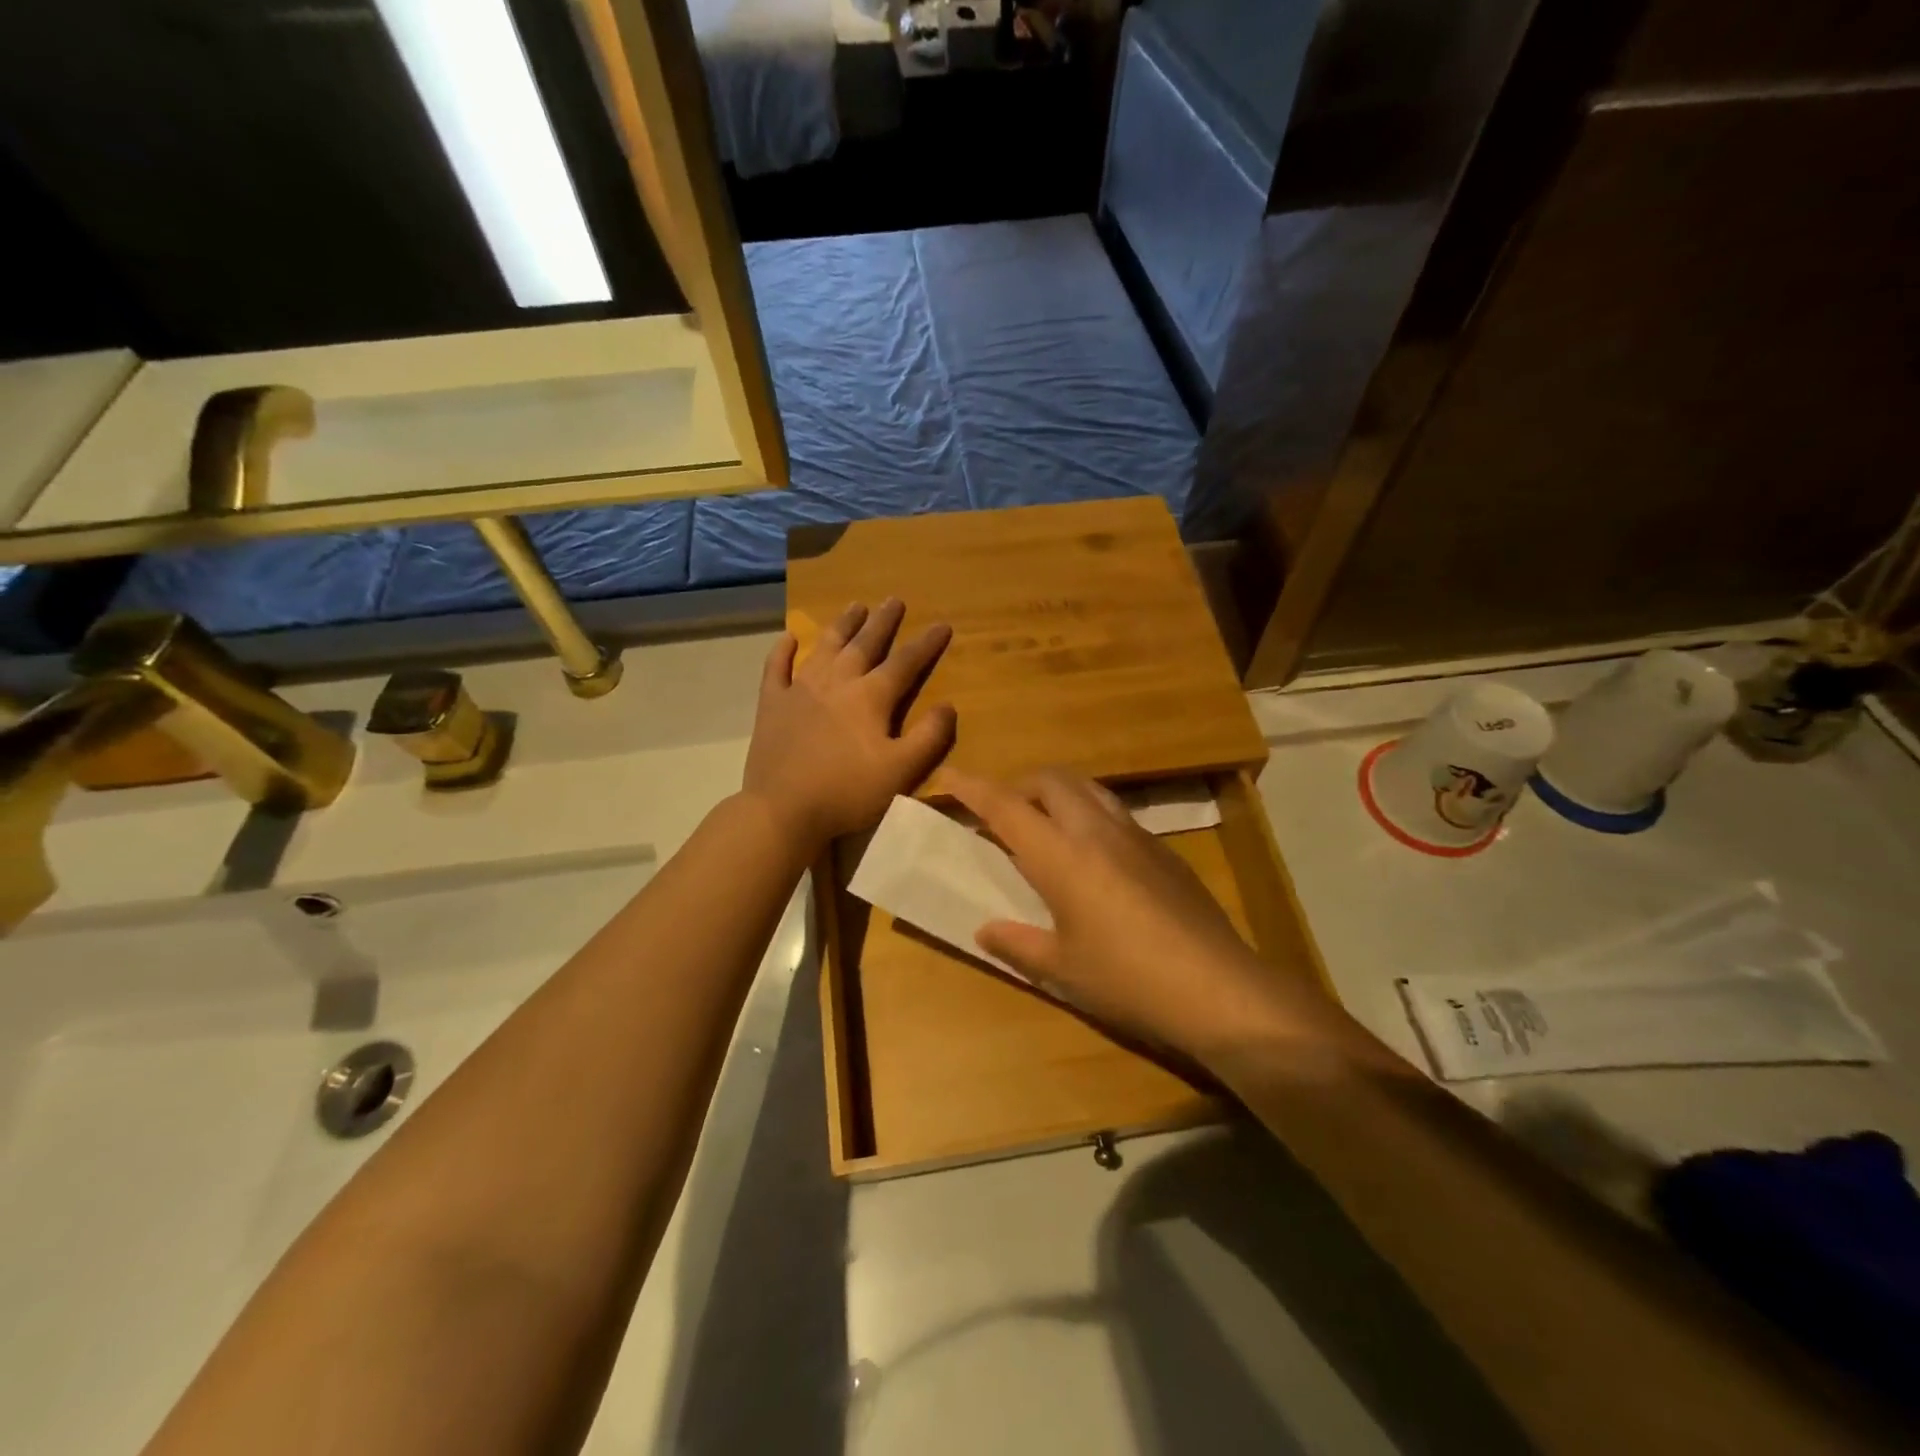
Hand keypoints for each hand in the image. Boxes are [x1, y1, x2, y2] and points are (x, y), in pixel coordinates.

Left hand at [744, 600, 954, 855]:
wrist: (783, 810)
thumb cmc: (847, 792)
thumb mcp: (901, 771)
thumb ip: (929, 737)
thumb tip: (948, 706)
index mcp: (870, 697)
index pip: (905, 663)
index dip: (926, 644)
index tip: (942, 624)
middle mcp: (836, 682)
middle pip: (864, 644)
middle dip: (883, 621)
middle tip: (894, 599)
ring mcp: (800, 690)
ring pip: (825, 647)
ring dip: (842, 625)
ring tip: (855, 606)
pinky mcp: (771, 705)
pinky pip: (776, 669)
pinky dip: (782, 651)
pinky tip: (788, 638)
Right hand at [941, 768, 1344, 1067]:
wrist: (1218, 988)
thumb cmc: (1127, 979)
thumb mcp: (1062, 969)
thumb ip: (1018, 944)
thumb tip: (986, 930)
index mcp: (1062, 855)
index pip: (1006, 806)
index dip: (972, 788)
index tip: (947, 776)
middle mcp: (1097, 831)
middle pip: (1051, 780)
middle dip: (1018, 786)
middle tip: (1001, 817)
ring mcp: (1137, 836)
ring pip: (1088, 788)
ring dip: (1057, 794)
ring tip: (1045, 828)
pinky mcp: (1164, 851)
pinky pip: (1115, 812)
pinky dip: (1089, 815)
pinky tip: (1094, 858)